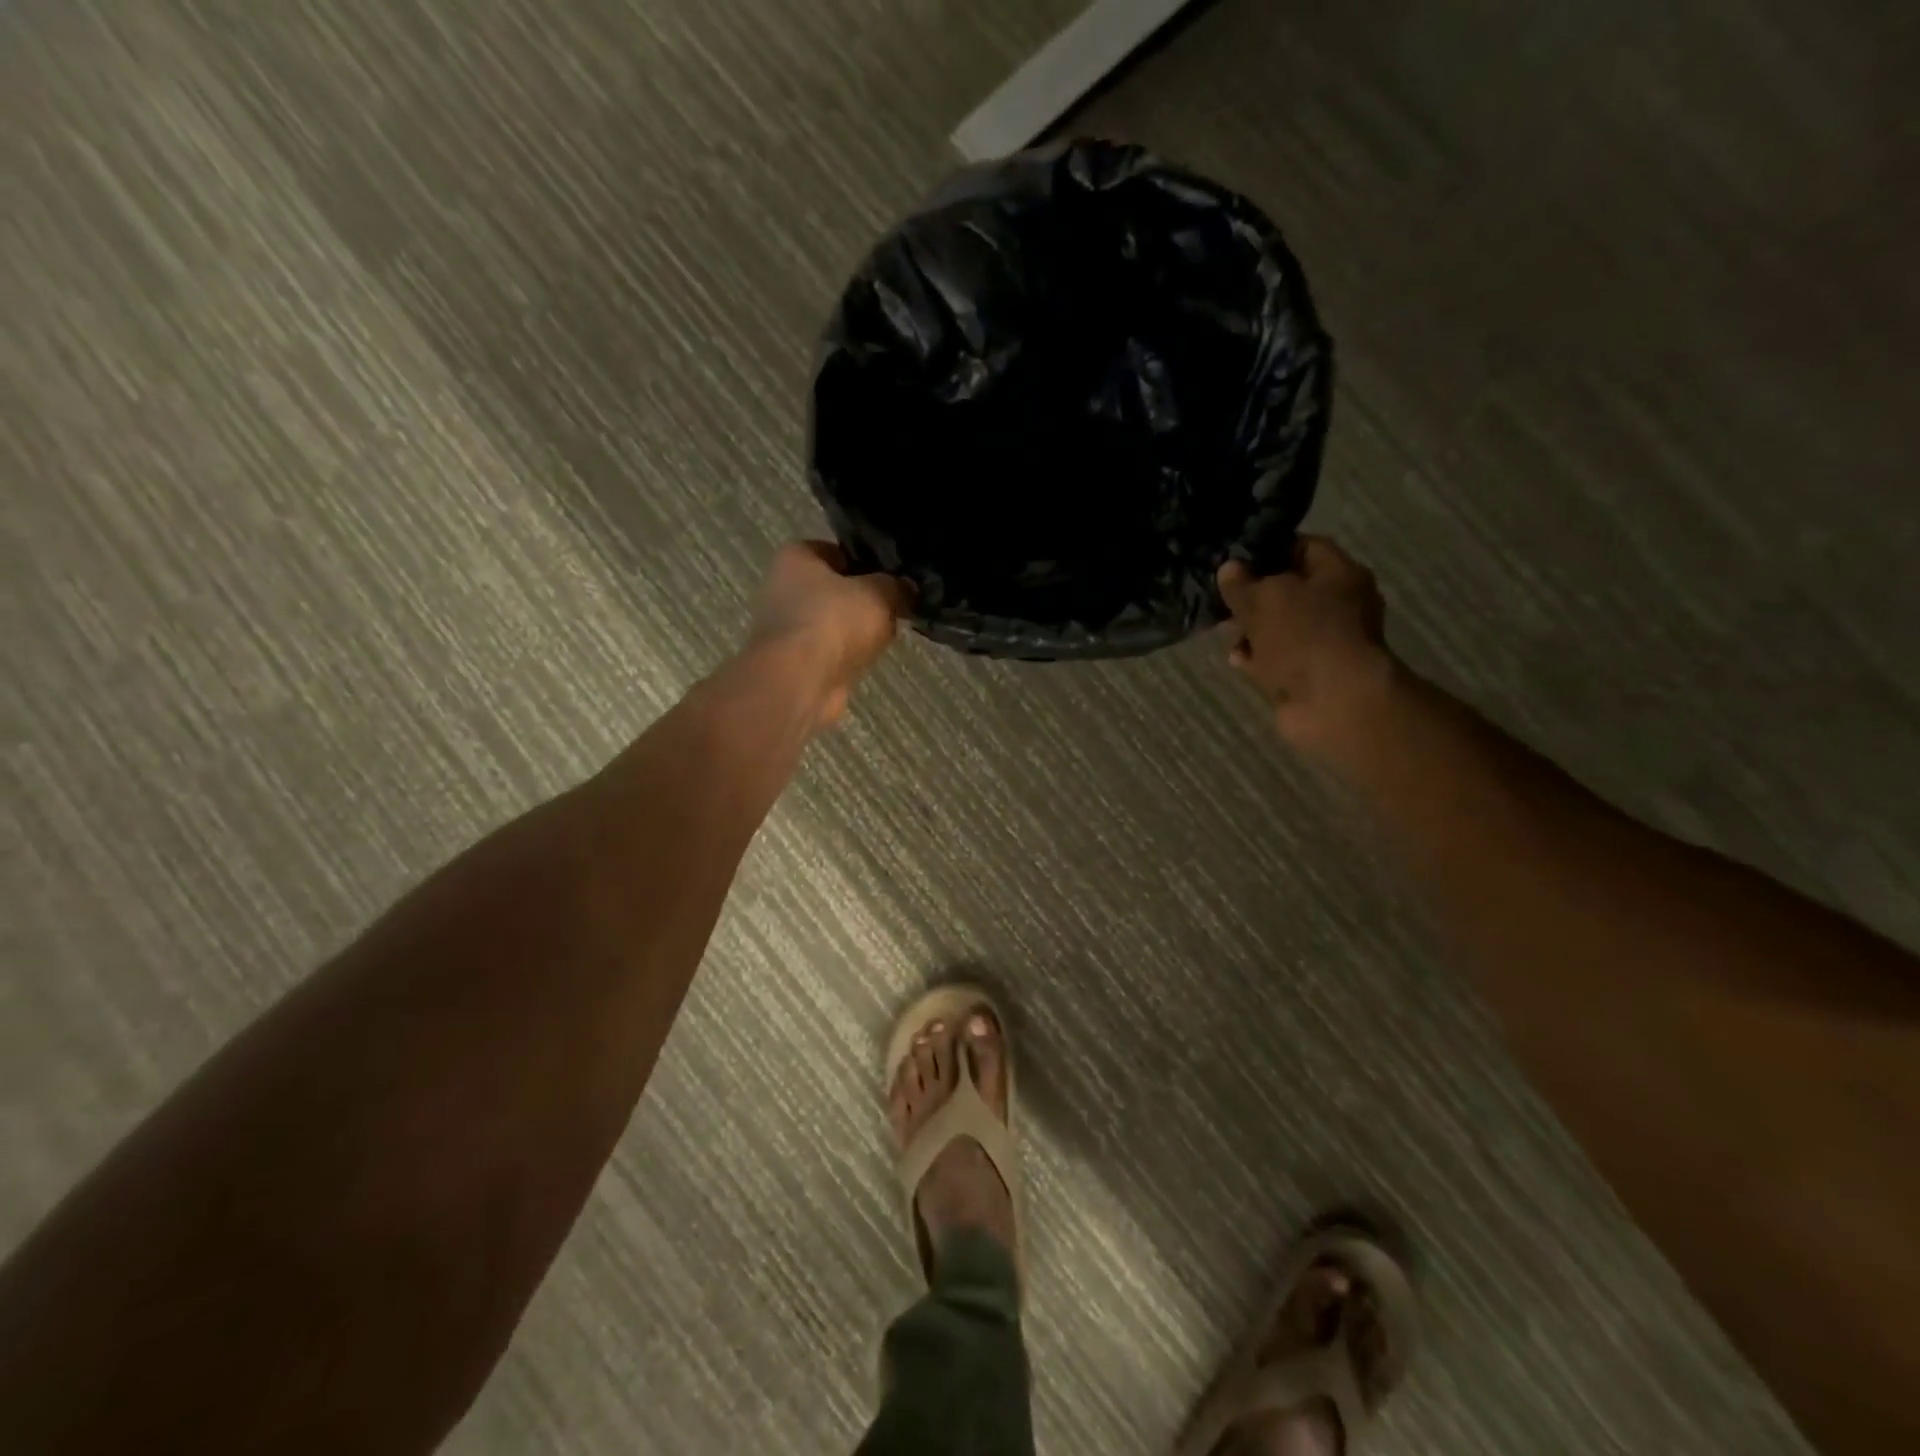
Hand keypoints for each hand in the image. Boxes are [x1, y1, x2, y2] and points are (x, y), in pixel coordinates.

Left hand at [748, 541, 909, 726]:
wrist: (800, 681)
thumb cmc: (833, 620)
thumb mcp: (879, 593)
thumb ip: (897, 586)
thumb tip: (908, 588)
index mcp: (796, 557)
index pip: (838, 551)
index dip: (868, 561)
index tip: (894, 577)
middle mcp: (783, 587)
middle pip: (835, 589)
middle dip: (864, 600)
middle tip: (895, 607)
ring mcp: (786, 629)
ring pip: (834, 623)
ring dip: (857, 631)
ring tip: (887, 636)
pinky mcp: (794, 662)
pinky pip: (830, 651)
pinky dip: (848, 656)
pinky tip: (869, 660)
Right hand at [1217, 536, 1396, 750]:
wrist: (1333, 703)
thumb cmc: (1304, 636)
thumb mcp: (1264, 598)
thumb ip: (1242, 583)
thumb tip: (1229, 569)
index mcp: (1338, 573)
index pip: (1302, 546)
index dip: (1267, 549)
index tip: (1234, 559)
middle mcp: (1337, 604)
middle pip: (1287, 589)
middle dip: (1252, 595)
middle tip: (1221, 599)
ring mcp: (1323, 642)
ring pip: (1278, 627)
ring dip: (1250, 630)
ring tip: (1224, 632)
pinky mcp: (1307, 673)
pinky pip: (1275, 658)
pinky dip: (1256, 658)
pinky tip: (1237, 659)